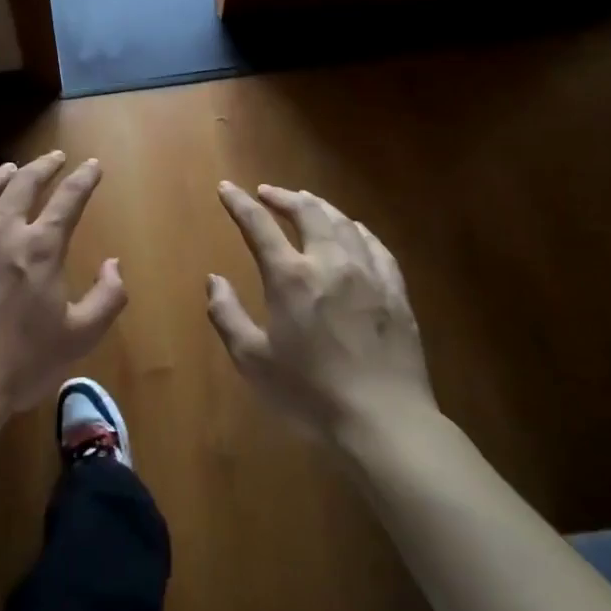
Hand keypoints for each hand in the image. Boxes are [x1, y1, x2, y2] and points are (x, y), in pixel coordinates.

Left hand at [0, 152, 126, 423]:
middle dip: (43, 165)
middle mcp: (0, 228)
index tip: (92, 164)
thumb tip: (114, 263)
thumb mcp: (80, 337)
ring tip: (8, 169)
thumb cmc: (20, 363)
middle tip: (53, 157)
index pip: (68, 198)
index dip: (83, 178)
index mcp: (40, 246)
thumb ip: (107, 297)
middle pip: (24, 182)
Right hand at [207, 182, 434, 442]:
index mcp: (290, 276)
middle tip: (267, 193)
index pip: (259, 225)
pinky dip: (356, 229)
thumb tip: (215, 280)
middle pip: (307, 211)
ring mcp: (368, 273)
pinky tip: (353, 230)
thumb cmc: (310, 393)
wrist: (384, 421)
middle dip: (283, 196)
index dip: (240, 204)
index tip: (226, 189)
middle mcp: (330, 262)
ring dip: (319, 206)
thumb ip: (227, 315)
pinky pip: (375, 245)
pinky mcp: (396, 291)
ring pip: (343, 222)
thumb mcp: (253, 361)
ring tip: (306, 201)